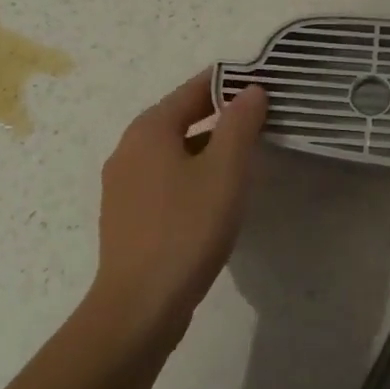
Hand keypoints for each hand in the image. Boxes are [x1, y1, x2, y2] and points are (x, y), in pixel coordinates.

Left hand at [85, 71, 268, 350]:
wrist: (140, 306)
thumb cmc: (187, 228)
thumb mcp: (225, 170)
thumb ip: (240, 123)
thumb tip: (251, 90)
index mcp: (149, 129)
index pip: (195, 88)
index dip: (231, 82)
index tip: (265, 83)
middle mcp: (129, 148)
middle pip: (181, 116)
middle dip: (222, 113)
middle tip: (263, 116)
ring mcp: (124, 184)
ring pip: (174, 148)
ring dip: (209, 144)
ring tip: (247, 152)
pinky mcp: (128, 214)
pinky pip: (166, 176)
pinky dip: (193, 171)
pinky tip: (216, 192)